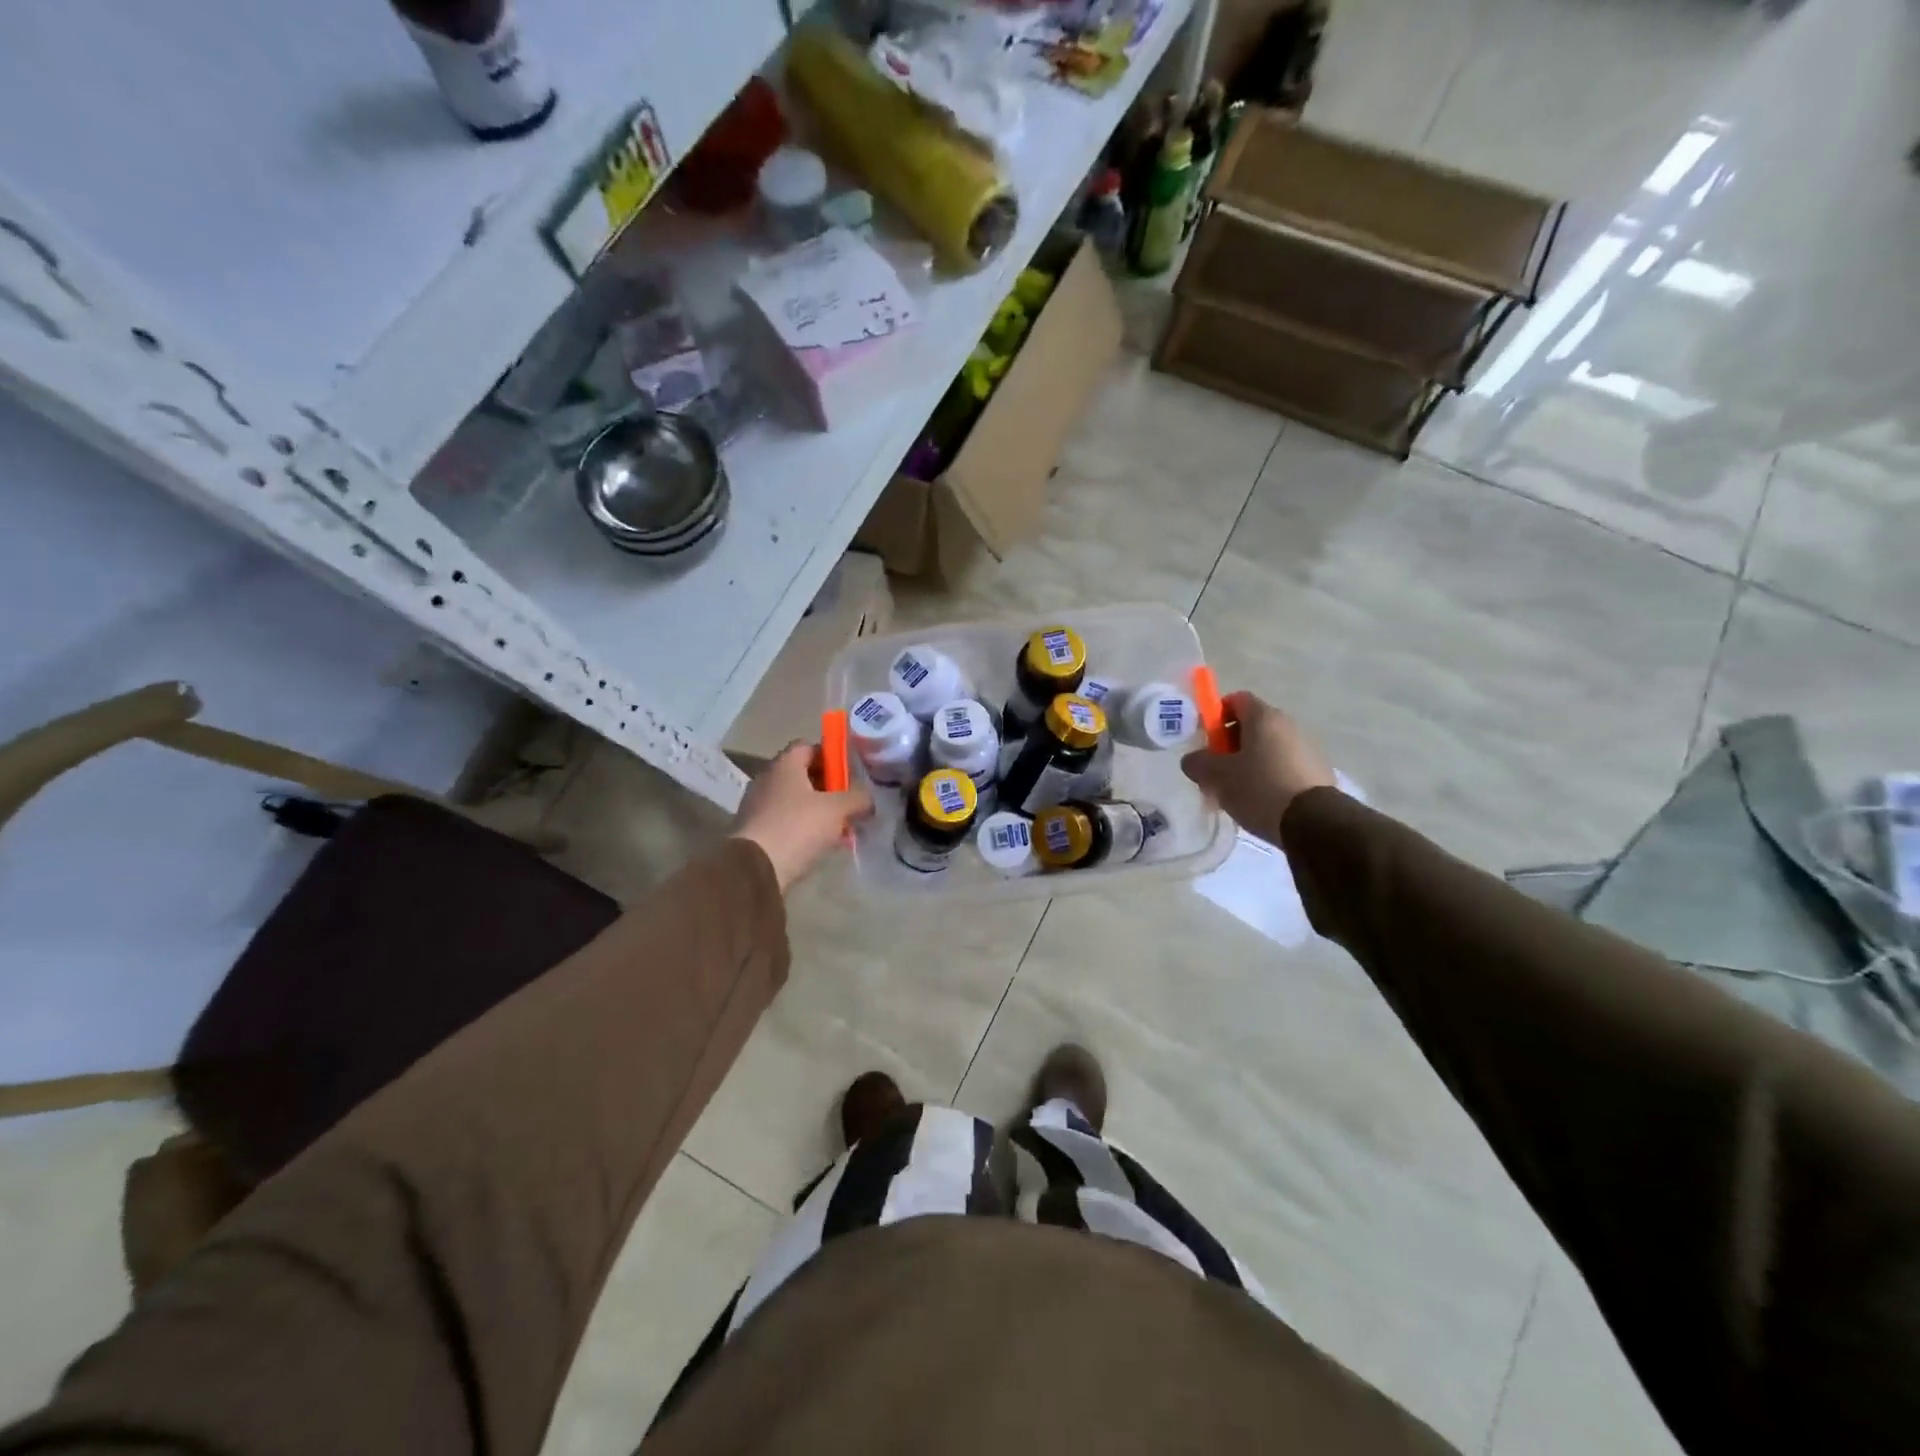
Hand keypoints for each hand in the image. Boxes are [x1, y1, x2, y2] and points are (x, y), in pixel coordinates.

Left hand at [732, 743, 871, 891]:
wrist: (755, 869)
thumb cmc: (798, 827)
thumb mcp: (837, 809)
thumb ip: (857, 799)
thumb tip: (868, 800)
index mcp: (784, 765)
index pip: (808, 747)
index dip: (830, 756)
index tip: (849, 773)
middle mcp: (767, 780)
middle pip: (802, 775)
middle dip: (828, 788)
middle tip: (849, 803)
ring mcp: (758, 807)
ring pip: (796, 802)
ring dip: (818, 811)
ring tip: (841, 829)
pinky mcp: (755, 832)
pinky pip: (786, 822)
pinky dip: (804, 829)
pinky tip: (822, 845)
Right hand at [1181, 691, 1334, 846]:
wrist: (1313, 823)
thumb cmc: (1259, 789)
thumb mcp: (1216, 777)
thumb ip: (1197, 763)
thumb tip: (1194, 760)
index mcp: (1264, 717)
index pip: (1236, 699)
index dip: (1216, 715)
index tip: (1207, 741)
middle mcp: (1289, 724)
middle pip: (1252, 726)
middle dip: (1230, 745)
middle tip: (1217, 771)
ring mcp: (1308, 748)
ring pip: (1268, 748)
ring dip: (1250, 763)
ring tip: (1238, 792)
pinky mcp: (1318, 771)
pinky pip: (1284, 766)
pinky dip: (1269, 776)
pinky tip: (1261, 801)